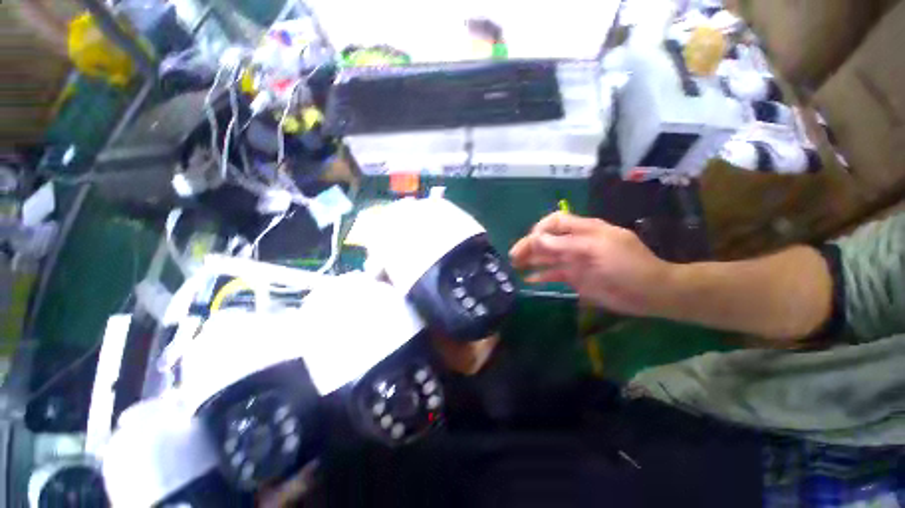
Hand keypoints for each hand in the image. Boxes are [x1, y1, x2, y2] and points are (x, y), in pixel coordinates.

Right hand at [510, 212, 672, 315]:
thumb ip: (564, 244)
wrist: (649, 293)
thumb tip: (535, 238)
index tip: (530, 242)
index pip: (555, 222)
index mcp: (584, 230)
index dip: (540, 229)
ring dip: (531, 260)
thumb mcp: (595, 250)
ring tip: (515, 267)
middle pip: (547, 240)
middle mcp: (575, 243)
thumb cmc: (626, 266)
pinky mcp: (575, 277)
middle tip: (513, 258)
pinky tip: (529, 280)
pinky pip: (553, 274)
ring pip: (547, 257)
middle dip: (529, 246)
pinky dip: (541, 276)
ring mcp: (574, 261)